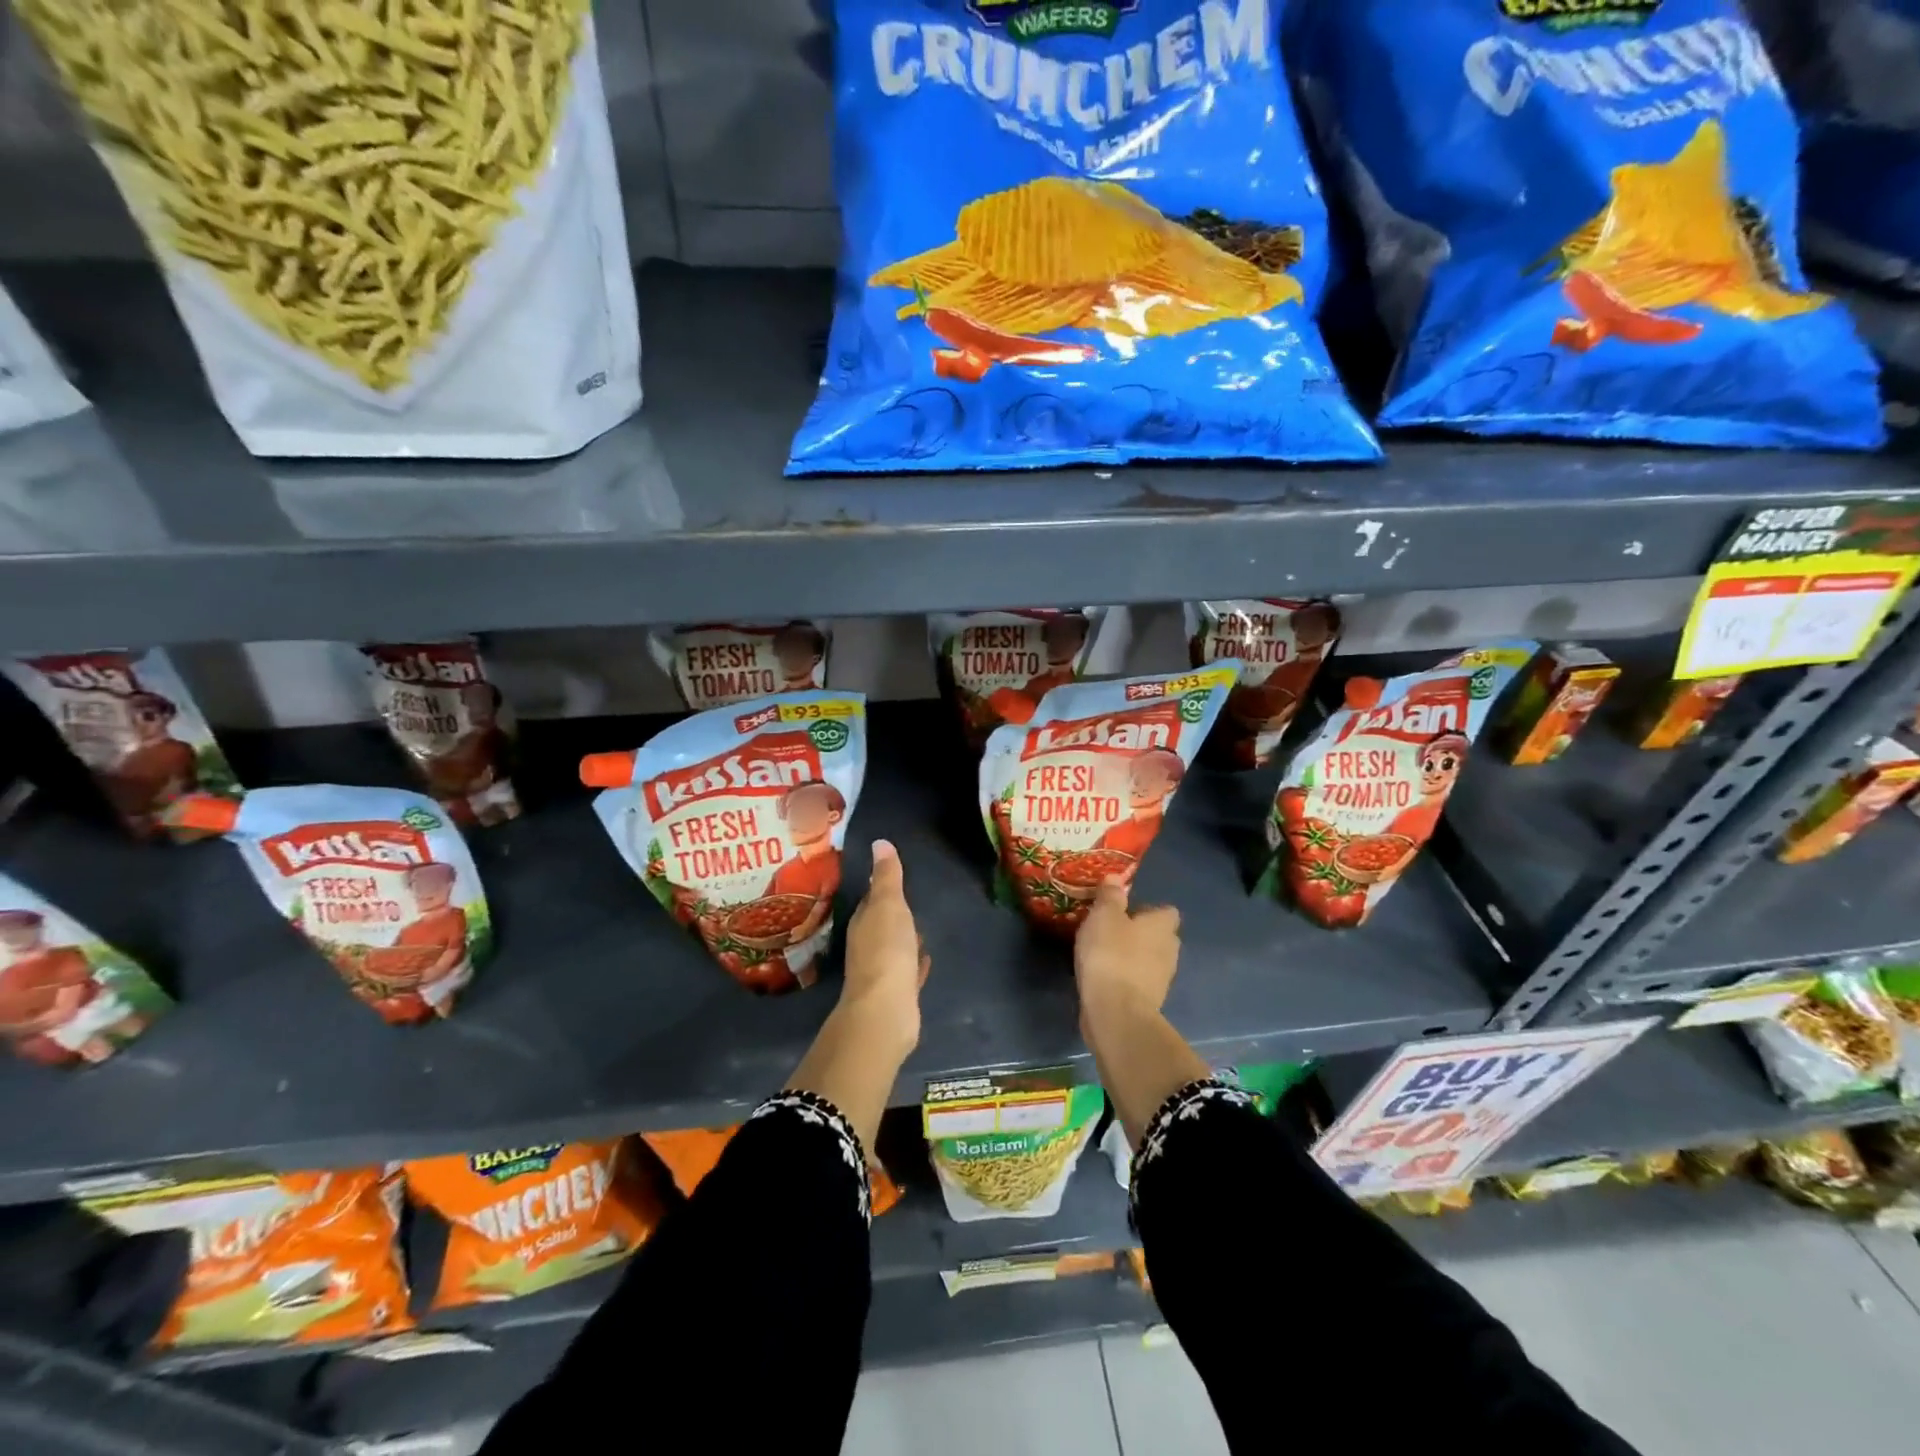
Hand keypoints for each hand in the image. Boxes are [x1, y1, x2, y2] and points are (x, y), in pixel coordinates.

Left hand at [841, 839, 927, 1058]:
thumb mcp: (889, 905)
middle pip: (881, 924)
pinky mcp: (898, 994)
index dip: (881, 889)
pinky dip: (915, 964)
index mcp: (863, 923)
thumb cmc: (886, 950)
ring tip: (921, 929)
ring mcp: (882, 972)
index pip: (871, 900)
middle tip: (910, 902)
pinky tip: (926, 961)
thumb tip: (879, 842)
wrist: (886, 1010)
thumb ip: (887, 877)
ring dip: (905, 939)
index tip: (892, 877)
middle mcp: (867, 946)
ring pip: (894, 948)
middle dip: (893, 914)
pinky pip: (908, 972)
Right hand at [1075, 879, 1180, 1034]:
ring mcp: (1162, 978)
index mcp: (1163, 926)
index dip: (1147, 909)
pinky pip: (1138, 981)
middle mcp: (1169, 949)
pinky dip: (1125, 977)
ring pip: (1149, 959)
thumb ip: (1110, 896)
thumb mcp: (1104, 916)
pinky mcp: (1149, 1001)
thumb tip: (1116, 878)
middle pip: (1159, 935)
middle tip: (1110, 930)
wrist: (1116, 1012)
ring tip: (1103, 953)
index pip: (1166, 911)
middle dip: (1139, 933)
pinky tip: (1104, 976)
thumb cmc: (1111, 955)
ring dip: (1132, 956)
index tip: (1124, 911)